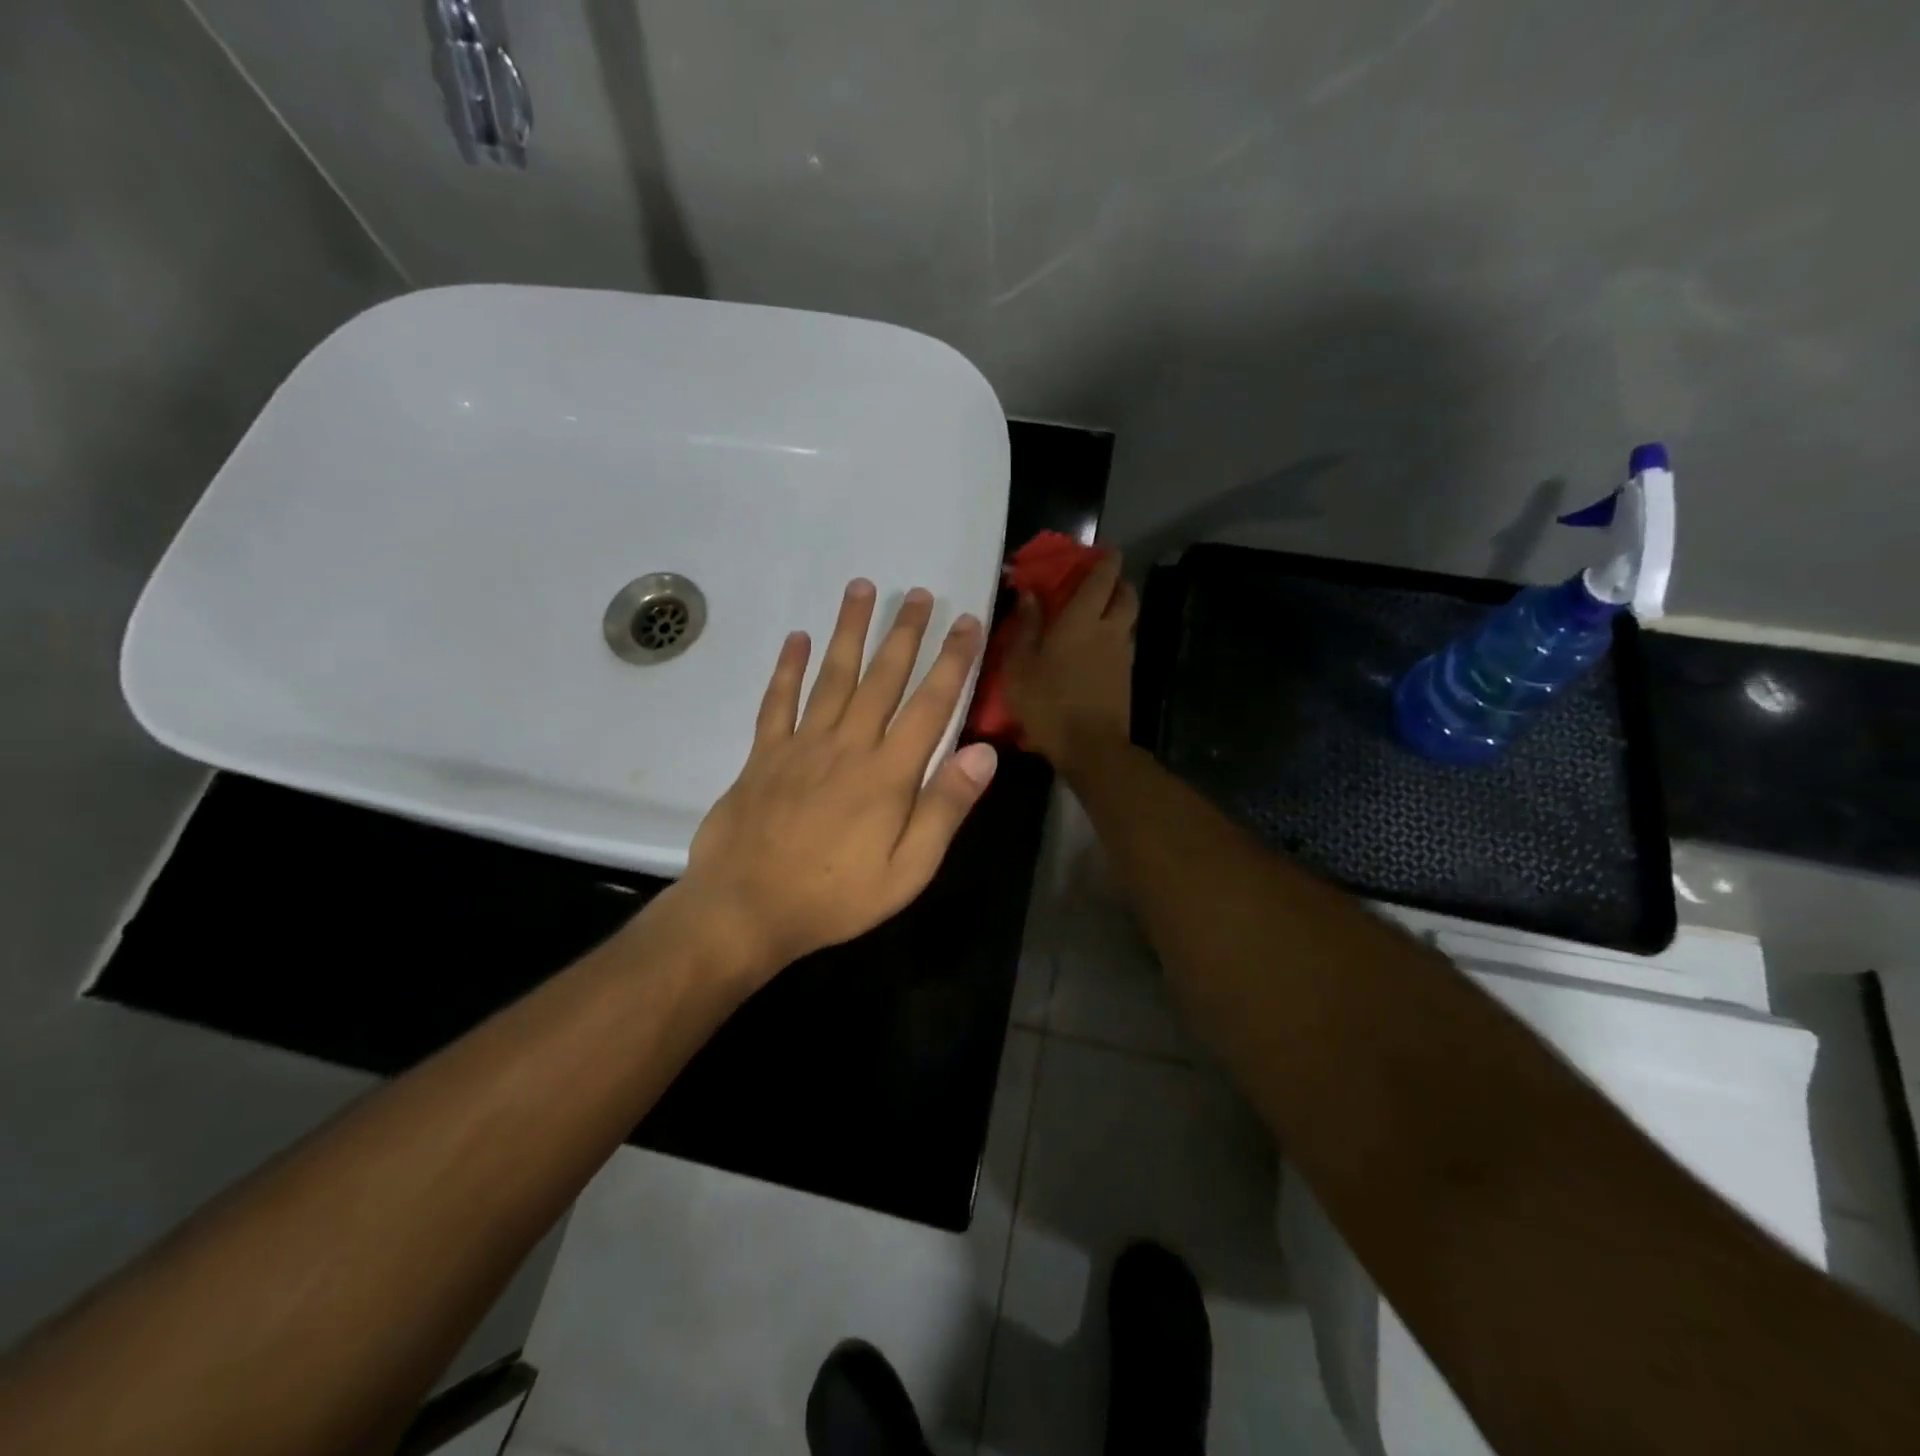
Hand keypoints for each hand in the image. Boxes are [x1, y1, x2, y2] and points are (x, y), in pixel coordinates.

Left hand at [676, 579, 997, 978]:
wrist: (745, 910)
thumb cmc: (835, 898)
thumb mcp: (907, 871)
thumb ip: (945, 809)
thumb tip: (983, 753)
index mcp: (888, 774)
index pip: (930, 705)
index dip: (953, 661)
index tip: (967, 622)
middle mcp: (848, 745)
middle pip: (882, 678)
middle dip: (905, 633)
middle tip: (920, 593)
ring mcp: (801, 745)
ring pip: (832, 675)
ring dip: (849, 630)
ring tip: (862, 588)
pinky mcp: (764, 754)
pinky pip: (778, 701)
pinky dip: (787, 668)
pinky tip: (797, 638)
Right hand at [1001, 553, 1137, 773]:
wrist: (1091, 747)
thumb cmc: (1049, 703)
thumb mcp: (1021, 666)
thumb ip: (1026, 626)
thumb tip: (1028, 593)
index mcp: (1082, 620)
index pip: (1102, 578)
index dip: (1106, 560)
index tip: (1104, 550)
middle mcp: (1109, 630)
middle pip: (1126, 595)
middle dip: (1118, 582)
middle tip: (1100, 582)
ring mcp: (1122, 654)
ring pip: (1128, 620)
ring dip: (1117, 609)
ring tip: (1095, 614)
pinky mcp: (1126, 677)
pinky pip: (1123, 644)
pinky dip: (1114, 635)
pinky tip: (1095, 648)